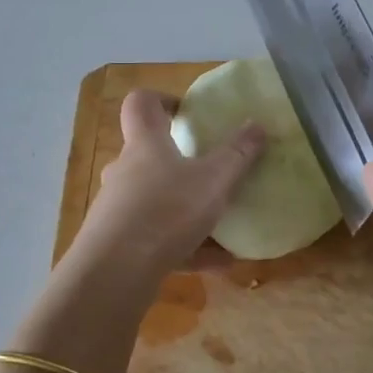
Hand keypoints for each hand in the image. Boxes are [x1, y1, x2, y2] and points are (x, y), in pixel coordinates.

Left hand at [69, 90, 265, 282]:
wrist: (115, 272)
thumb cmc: (167, 211)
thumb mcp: (214, 181)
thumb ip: (238, 154)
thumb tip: (257, 124)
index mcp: (145, 145)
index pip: (141, 104)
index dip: (161, 99)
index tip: (186, 110)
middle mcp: (125, 171)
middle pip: (147, 155)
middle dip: (177, 160)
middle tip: (208, 170)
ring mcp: (118, 209)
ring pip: (154, 200)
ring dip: (185, 209)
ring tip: (222, 225)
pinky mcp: (119, 244)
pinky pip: (157, 239)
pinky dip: (186, 247)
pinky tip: (218, 263)